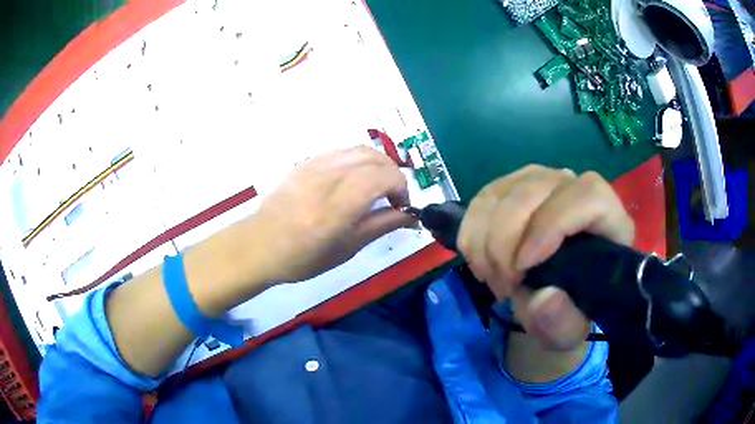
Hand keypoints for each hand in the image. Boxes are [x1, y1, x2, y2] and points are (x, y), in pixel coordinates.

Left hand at [244, 147, 413, 282]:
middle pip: (375, 158)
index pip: (383, 177)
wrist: (260, 245)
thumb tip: (411, 216)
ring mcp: (314, 166)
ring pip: (360, 150)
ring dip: (378, 165)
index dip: (402, 188)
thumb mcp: (347, 248)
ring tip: (377, 187)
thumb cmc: (303, 258)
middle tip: (393, 198)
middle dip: (394, 175)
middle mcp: (327, 178)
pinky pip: (342, 152)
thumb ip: (381, 225)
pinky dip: (359, 161)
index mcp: (338, 206)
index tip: (402, 207)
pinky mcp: (306, 162)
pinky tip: (355, 180)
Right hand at [458, 165, 633, 350]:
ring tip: (494, 278)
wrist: (553, 296)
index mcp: (609, 220)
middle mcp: (576, 189)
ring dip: (485, 242)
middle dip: (504, 244)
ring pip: (502, 193)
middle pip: (533, 191)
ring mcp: (543, 181)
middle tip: (503, 287)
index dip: (551, 225)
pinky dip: (471, 233)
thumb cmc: (569, 311)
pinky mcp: (514, 185)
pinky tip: (481, 261)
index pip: (588, 197)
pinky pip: (482, 199)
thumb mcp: (568, 332)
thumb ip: (561, 323)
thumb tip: (543, 299)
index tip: (524, 267)